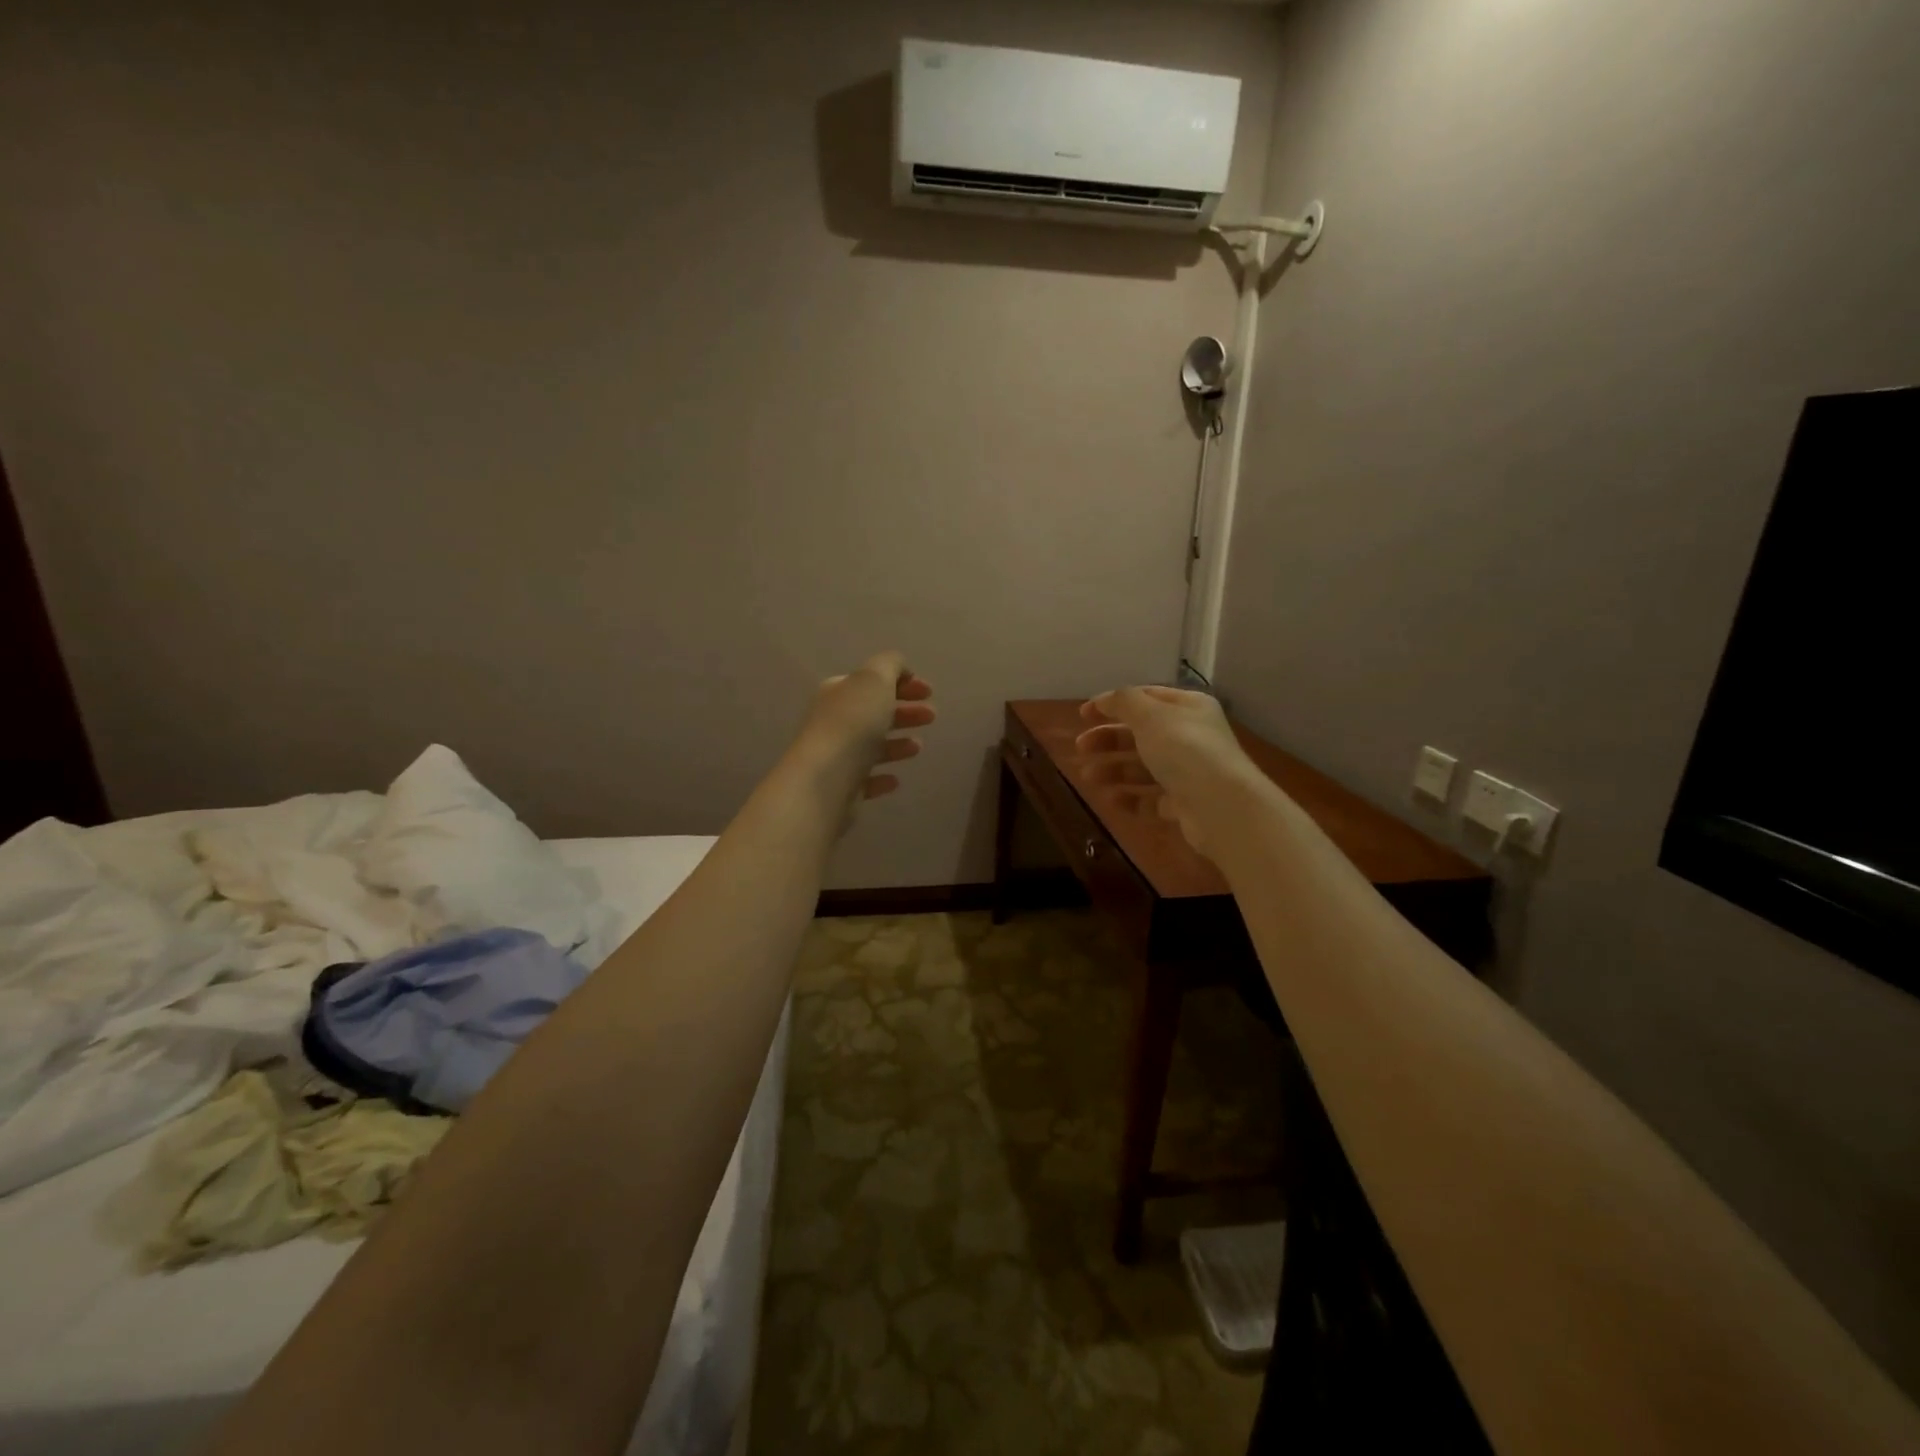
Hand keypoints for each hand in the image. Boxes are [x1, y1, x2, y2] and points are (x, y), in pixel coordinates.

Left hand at [790, 651, 935, 819]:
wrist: (825, 781)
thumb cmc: (853, 724)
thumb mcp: (874, 679)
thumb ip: (889, 665)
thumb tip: (899, 668)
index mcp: (839, 692)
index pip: (872, 682)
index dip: (902, 683)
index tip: (930, 691)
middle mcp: (833, 721)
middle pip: (874, 713)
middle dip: (905, 712)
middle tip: (931, 716)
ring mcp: (836, 756)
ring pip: (871, 746)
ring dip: (896, 744)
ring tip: (919, 747)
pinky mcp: (841, 788)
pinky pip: (866, 779)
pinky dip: (882, 777)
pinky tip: (895, 779)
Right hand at [1075, 686, 1251, 856]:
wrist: (1222, 807)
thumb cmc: (1185, 751)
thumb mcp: (1150, 716)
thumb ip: (1123, 702)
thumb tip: (1105, 698)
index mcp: (1188, 708)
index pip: (1146, 698)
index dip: (1113, 703)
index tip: (1083, 715)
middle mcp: (1191, 737)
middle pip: (1141, 734)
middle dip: (1108, 739)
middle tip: (1080, 747)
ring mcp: (1189, 772)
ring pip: (1144, 767)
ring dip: (1114, 770)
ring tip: (1088, 777)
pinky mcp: (1185, 804)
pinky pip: (1152, 798)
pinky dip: (1131, 798)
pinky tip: (1111, 800)